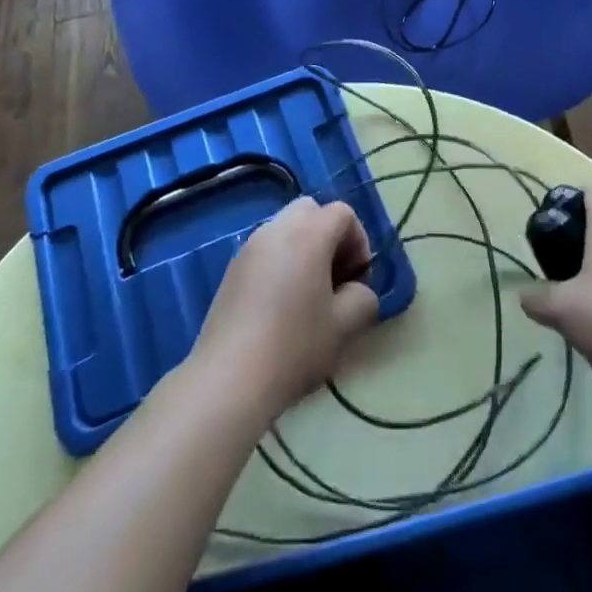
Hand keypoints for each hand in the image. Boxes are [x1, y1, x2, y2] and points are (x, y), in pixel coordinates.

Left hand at [192, 197, 380, 419]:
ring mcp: (249, 248)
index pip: (343, 213)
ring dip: (305, 249)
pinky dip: (281, 262)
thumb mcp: (345, 326)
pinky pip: (266, 250)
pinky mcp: (231, 270)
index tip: (358, 280)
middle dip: (330, 237)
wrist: (228, 380)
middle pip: (311, 211)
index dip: (359, 241)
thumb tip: (356, 291)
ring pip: (286, 229)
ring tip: (308, 294)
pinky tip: (281, 306)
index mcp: (308, 234)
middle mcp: (276, 229)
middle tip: (335, 278)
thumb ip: (363, 297)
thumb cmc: (294, 347)